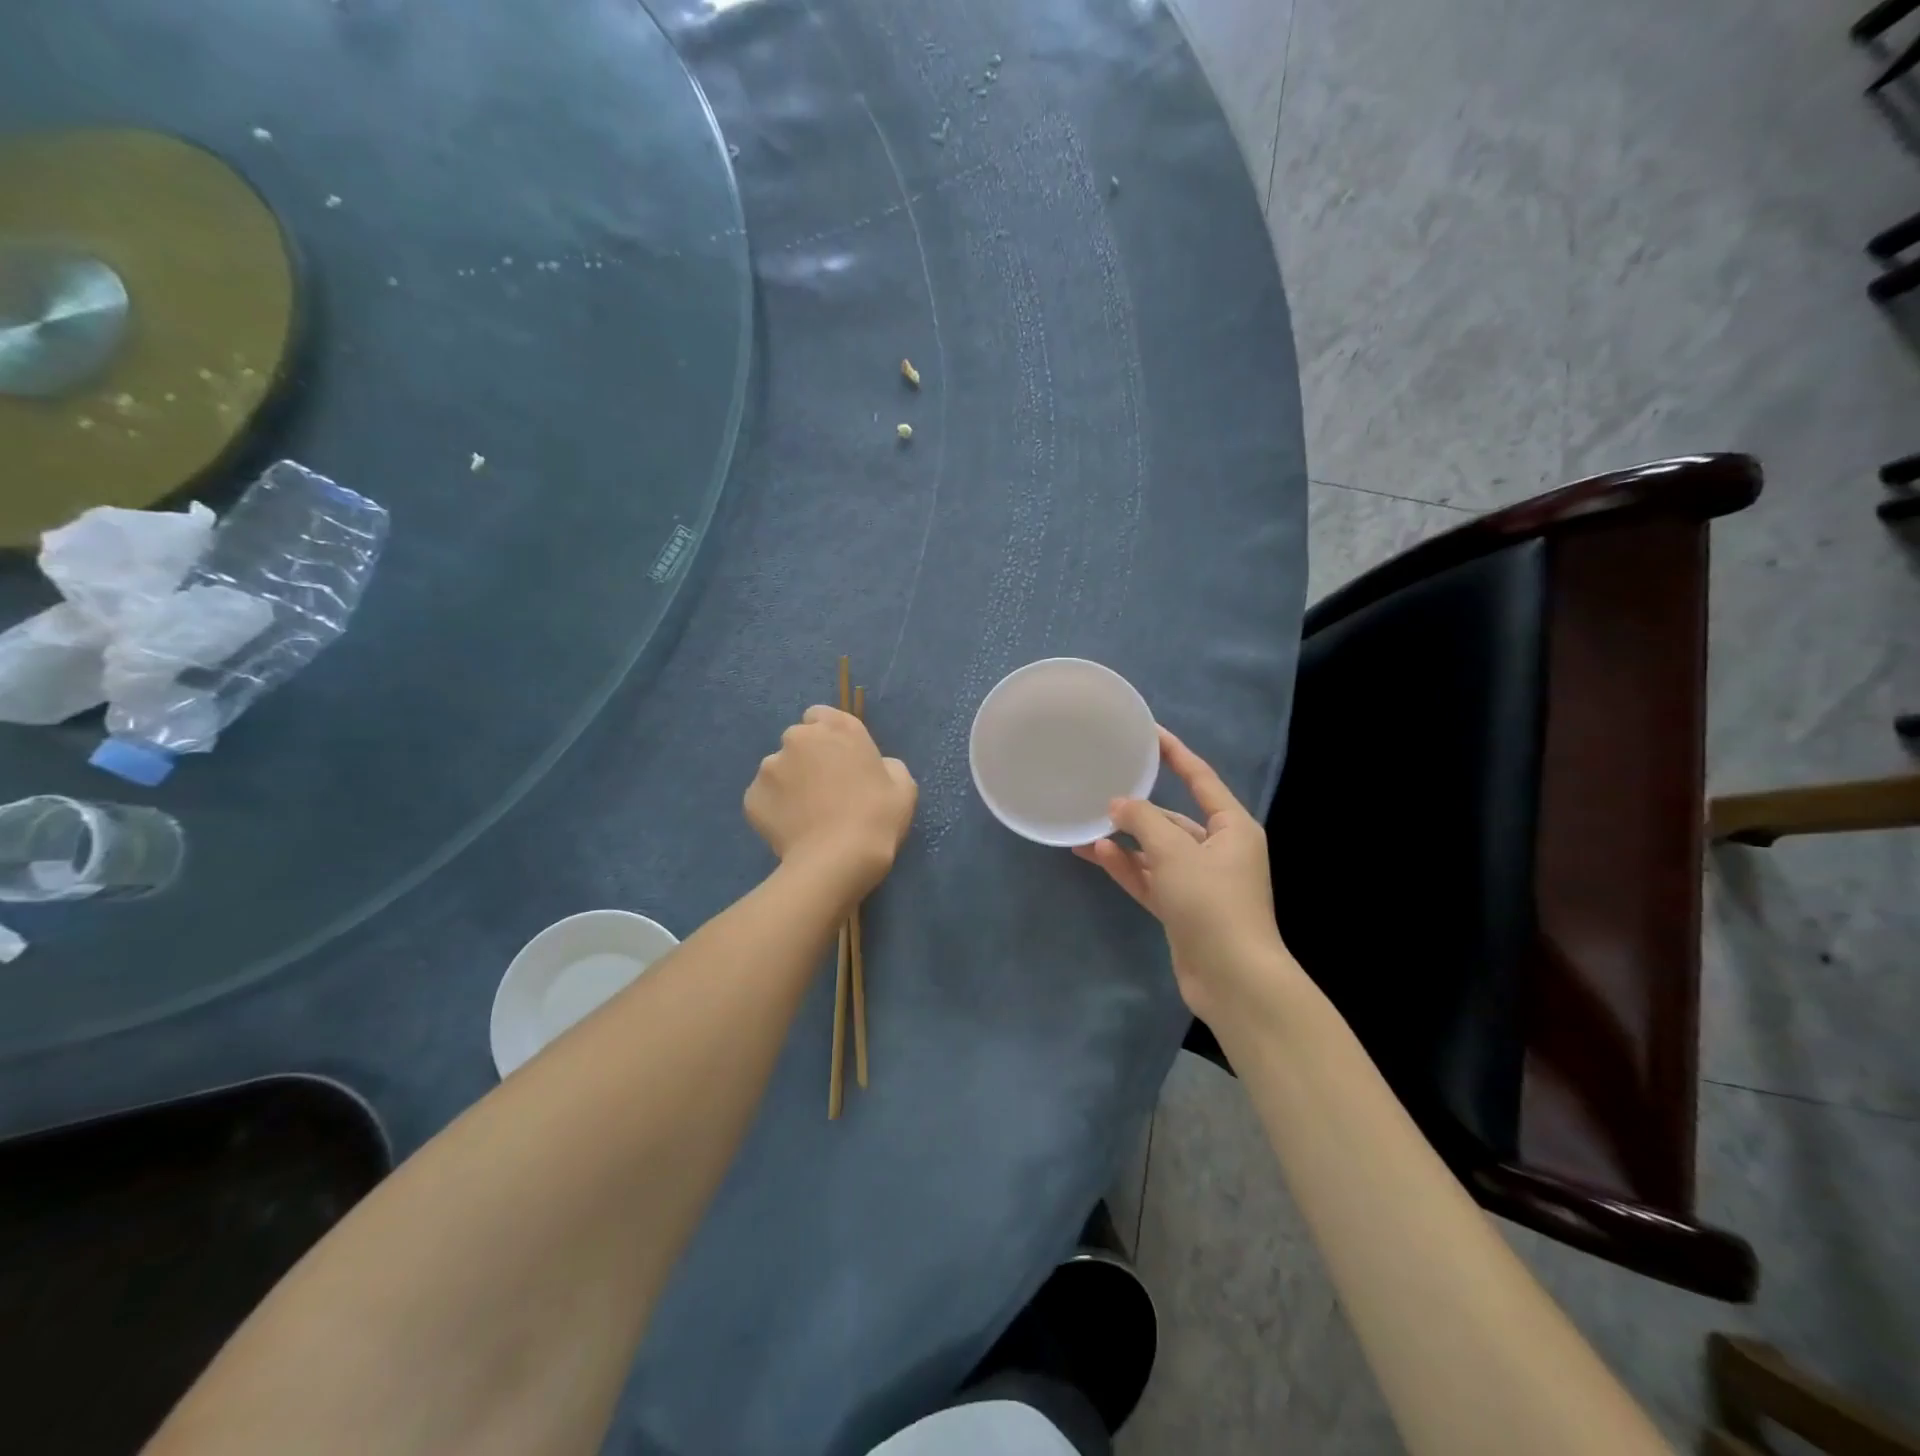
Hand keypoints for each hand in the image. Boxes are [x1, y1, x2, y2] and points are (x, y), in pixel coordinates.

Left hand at [745, 706, 917, 896]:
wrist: (838, 859)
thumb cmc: (878, 818)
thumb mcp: (903, 786)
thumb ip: (886, 765)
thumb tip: (875, 768)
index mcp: (839, 728)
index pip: (820, 715)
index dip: (828, 738)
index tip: (838, 761)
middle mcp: (799, 738)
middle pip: (798, 741)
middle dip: (807, 759)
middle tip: (824, 791)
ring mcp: (770, 766)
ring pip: (778, 770)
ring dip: (789, 784)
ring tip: (806, 816)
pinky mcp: (752, 796)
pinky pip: (765, 798)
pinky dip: (775, 809)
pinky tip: (792, 830)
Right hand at [1073, 727, 1296, 1022]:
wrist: (1233, 979)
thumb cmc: (1212, 903)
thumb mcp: (1175, 852)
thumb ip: (1142, 821)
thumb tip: (1117, 804)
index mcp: (1232, 827)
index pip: (1201, 779)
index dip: (1175, 754)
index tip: (1149, 732)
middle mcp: (1218, 850)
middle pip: (1173, 818)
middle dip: (1139, 808)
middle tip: (1102, 790)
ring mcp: (1198, 882)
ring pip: (1156, 851)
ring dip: (1125, 840)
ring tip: (1087, 825)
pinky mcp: (1182, 909)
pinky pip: (1150, 878)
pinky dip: (1126, 867)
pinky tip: (1095, 853)